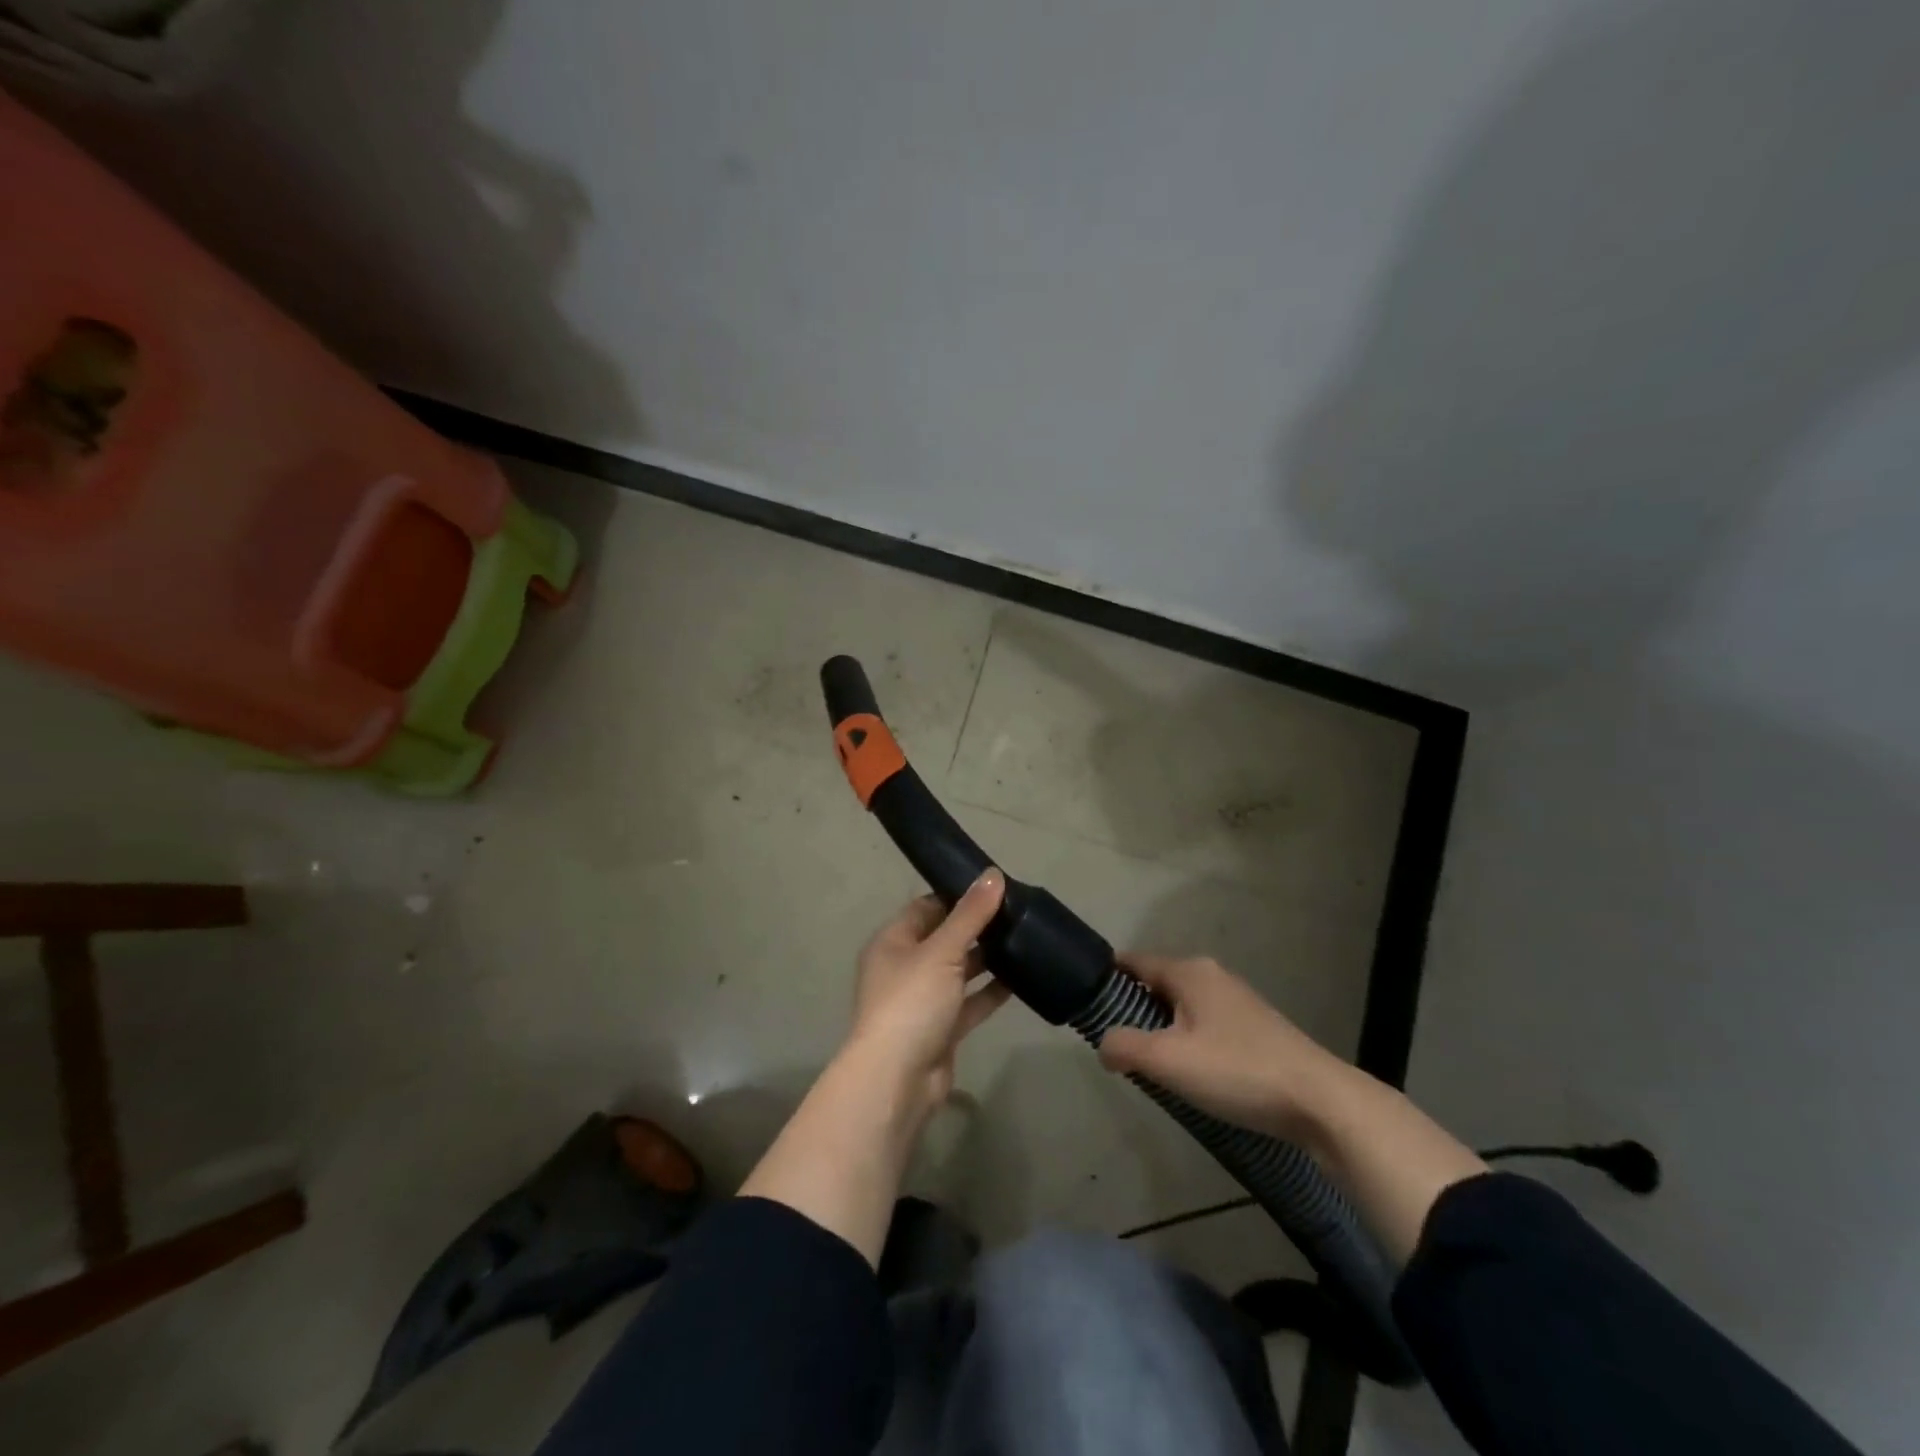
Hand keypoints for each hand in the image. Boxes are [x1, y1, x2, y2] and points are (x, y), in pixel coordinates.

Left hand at [843, 870, 1011, 1124]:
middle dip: (976, 927)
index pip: (927, 907)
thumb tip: (994, 874)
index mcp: (893, 941)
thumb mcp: (942, 950)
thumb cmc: (911, 1002)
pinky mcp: (941, 1029)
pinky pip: (969, 1002)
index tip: (994, 887)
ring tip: (1024, 939)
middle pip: (944, 938)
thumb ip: (970, 914)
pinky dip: (990, 992)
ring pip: (959, 971)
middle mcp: (905, 967)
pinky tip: (1021, 979)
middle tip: (1017, 911)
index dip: (957, 895)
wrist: (897, 1079)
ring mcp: (922, 1000)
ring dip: (986, 959)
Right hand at [1096, 953, 1353, 1145]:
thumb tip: (1104, 1045)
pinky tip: (1193, 1076)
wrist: (1321, 1103)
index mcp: (1189, 972)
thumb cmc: (1237, 1071)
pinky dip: (1191, 1043)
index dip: (1107, 979)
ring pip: (1183, 1008)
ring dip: (1164, 1031)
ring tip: (1153, 1067)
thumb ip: (1123, 1047)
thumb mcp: (1167, 1060)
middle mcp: (1213, 976)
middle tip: (1119, 1046)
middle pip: (1158, 985)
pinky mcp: (1257, 1029)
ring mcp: (1239, 1002)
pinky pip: (1207, 1026)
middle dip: (1135, 1011)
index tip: (1087, 1004)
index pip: (1134, 961)